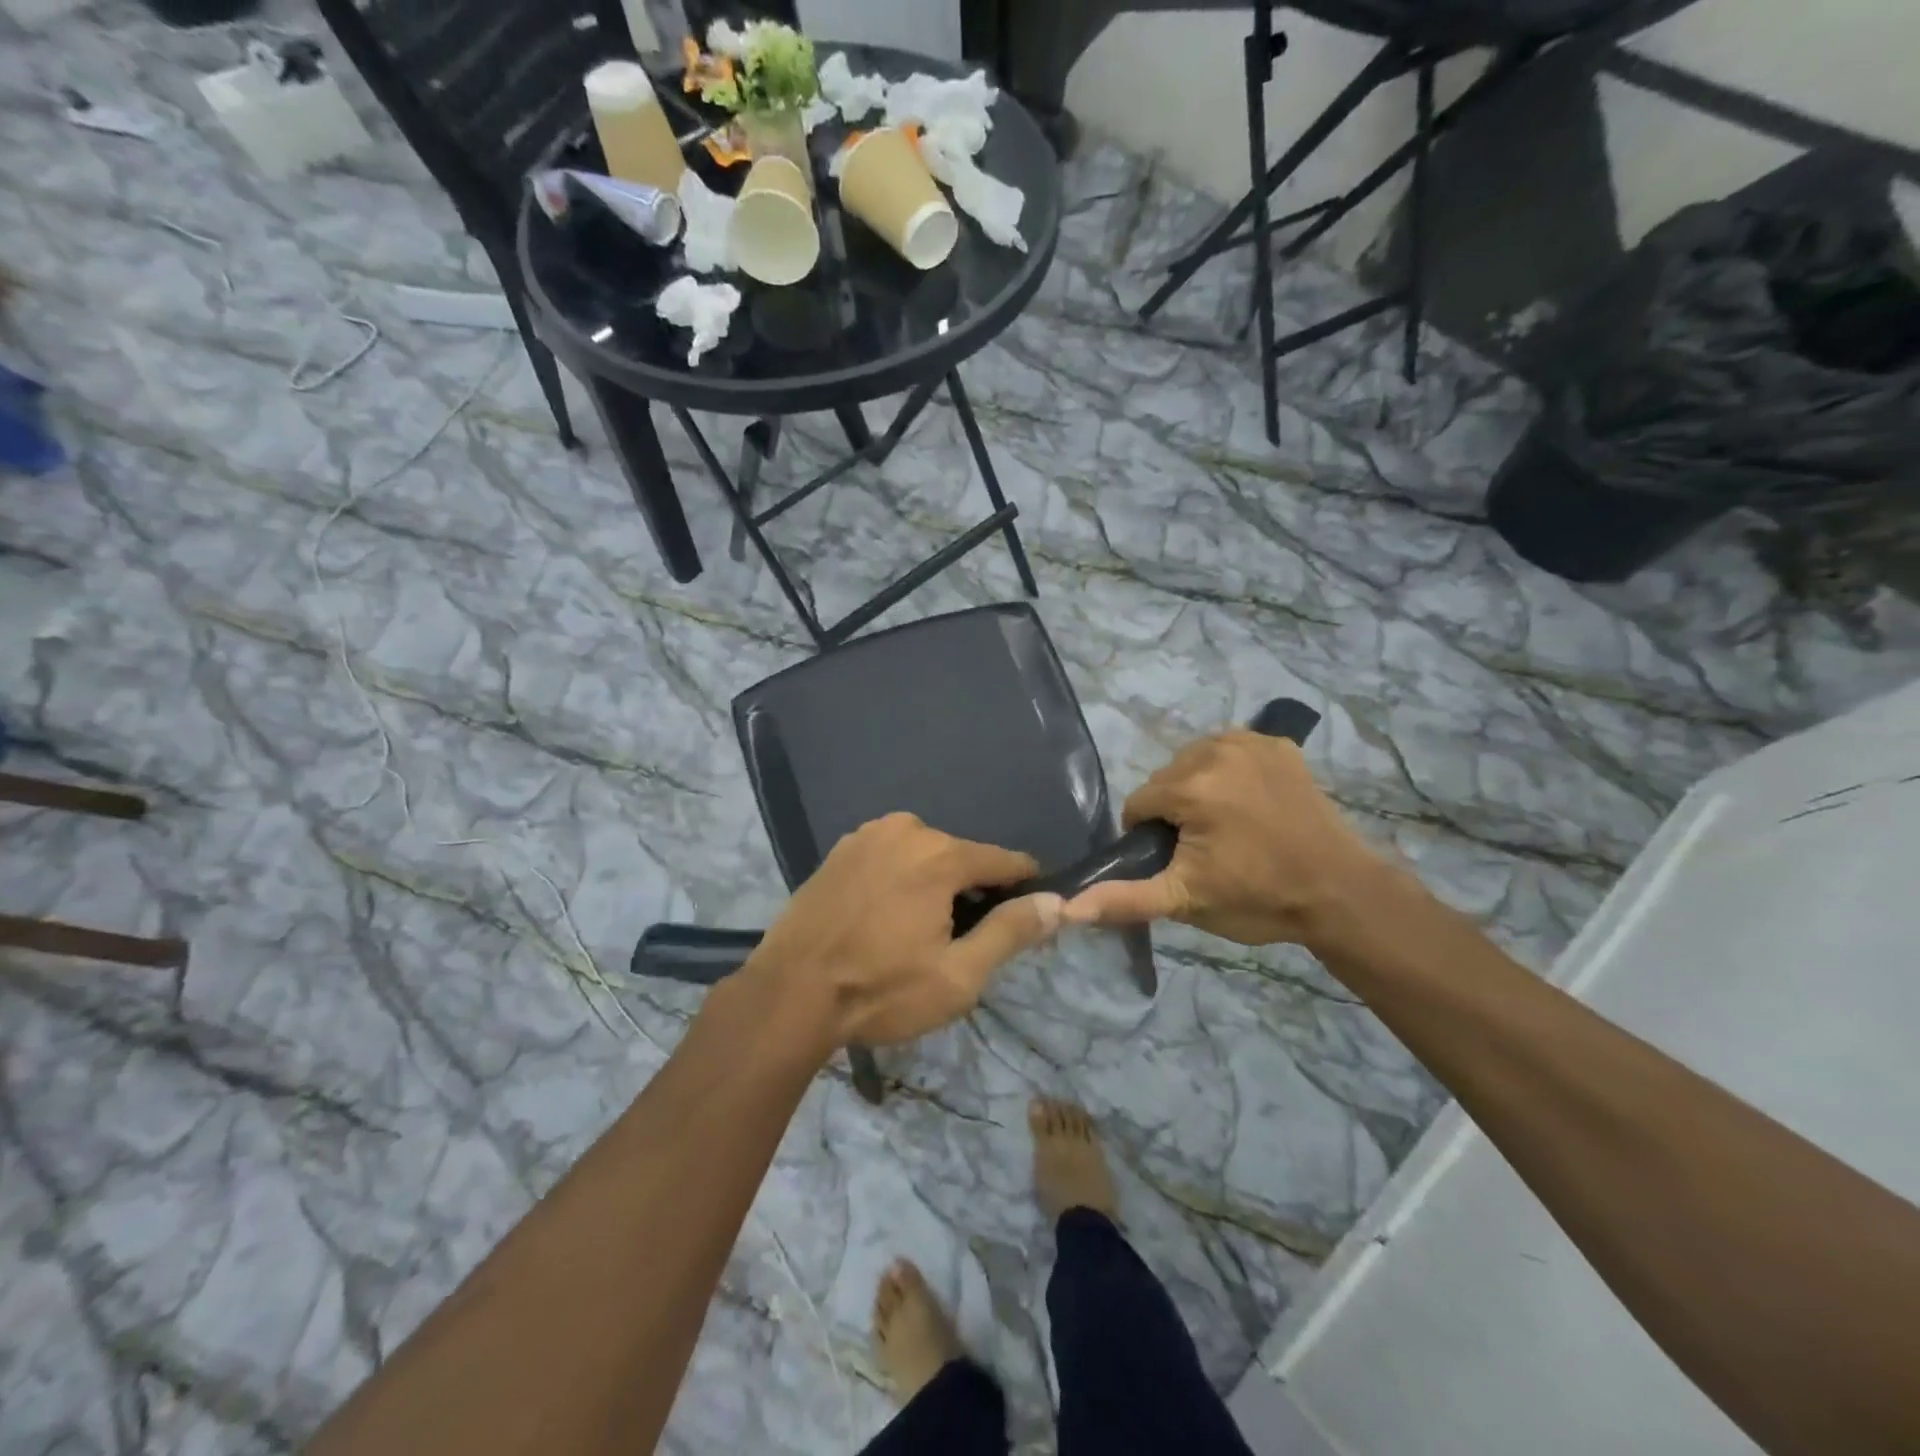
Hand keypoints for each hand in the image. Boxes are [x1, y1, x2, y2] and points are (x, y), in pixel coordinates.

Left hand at [742, 813, 1062, 1051]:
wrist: (789, 994)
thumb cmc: (880, 989)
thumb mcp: (958, 975)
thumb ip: (1011, 932)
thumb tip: (1058, 902)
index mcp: (940, 854)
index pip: (1004, 861)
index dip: (1023, 886)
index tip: (1028, 913)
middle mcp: (906, 829)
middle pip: (961, 858)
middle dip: (971, 891)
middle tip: (959, 941)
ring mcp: (867, 835)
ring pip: (924, 856)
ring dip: (933, 885)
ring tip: (917, 934)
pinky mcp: (839, 850)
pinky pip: (890, 858)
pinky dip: (900, 880)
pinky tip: (884, 918)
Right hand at [1064, 729, 1389, 948]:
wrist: (1340, 893)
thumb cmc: (1258, 899)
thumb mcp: (1185, 902)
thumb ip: (1124, 899)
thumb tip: (1067, 908)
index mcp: (1191, 787)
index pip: (1139, 804)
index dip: (1150, 837)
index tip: (1179, 862)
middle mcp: (1215, 751)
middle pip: (1165, 780)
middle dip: (1173, 811)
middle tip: (1206, 848)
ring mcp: (1250, 743)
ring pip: (1192, 761)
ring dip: (1197, 788)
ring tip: (1226, 826)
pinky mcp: (1277, 744)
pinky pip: (1229, 749)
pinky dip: (1228, 770)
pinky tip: (1248, 801)